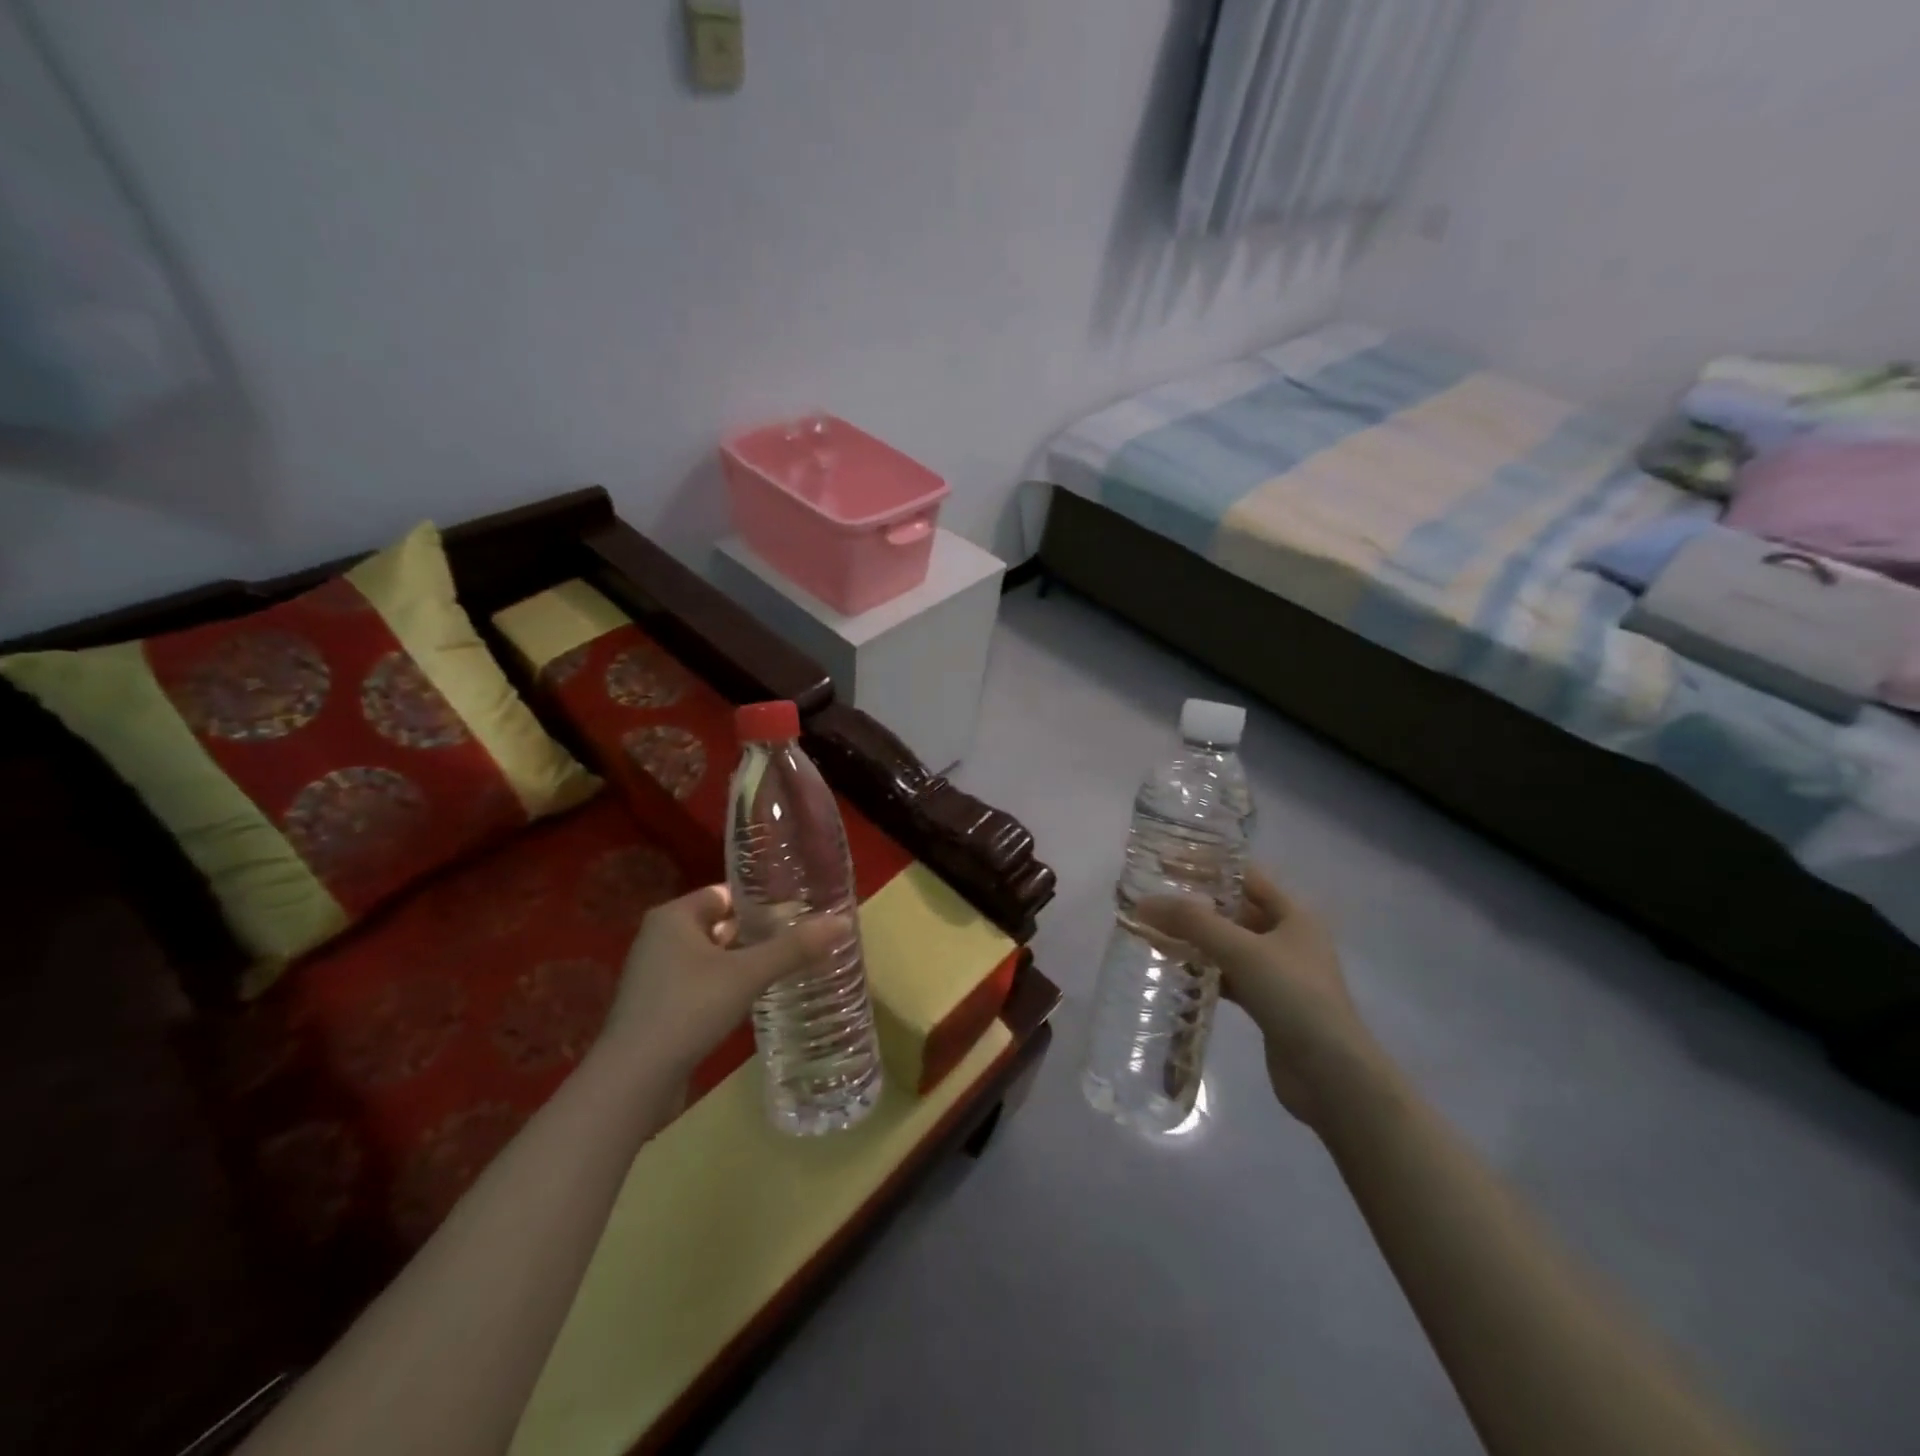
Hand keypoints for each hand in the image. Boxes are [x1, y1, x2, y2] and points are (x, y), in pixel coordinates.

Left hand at [603, 885, 847, 1079]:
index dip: (762, 900)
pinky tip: (757, 998)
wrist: (633, 1082)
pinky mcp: (659, 1008)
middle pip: (720, 925)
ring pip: (712, 957)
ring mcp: (656, 975)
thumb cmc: (688, 1010)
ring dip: (744, 961)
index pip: (725, 894)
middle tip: (801, 937)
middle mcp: (660, 939)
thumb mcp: (748, 974)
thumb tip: (843, 922)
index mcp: (674, 917)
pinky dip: (728, 986)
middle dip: (758, 932)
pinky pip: (702, 984)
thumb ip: (794, 948)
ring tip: (788, 965)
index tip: (799, 909)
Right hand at [1136, 868, 1382, 1129]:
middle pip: (1234, 911)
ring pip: (1228, 946)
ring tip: (1153, 932)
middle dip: (1195, 906)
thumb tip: (1142, 903)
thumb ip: (1192, 923)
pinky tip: (1175, 971)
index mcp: (1294, 915)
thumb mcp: (1242, 951)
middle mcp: (1288, 938)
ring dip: (1195, 940)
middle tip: (1151, 899)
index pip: (1246, 876)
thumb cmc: (1294, 997)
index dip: (1209, 866)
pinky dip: (1204, 972)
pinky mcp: (1267, 1004)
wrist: (1332, 1076)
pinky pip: (1228, 976)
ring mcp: (1278, 974)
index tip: (1167, 862)